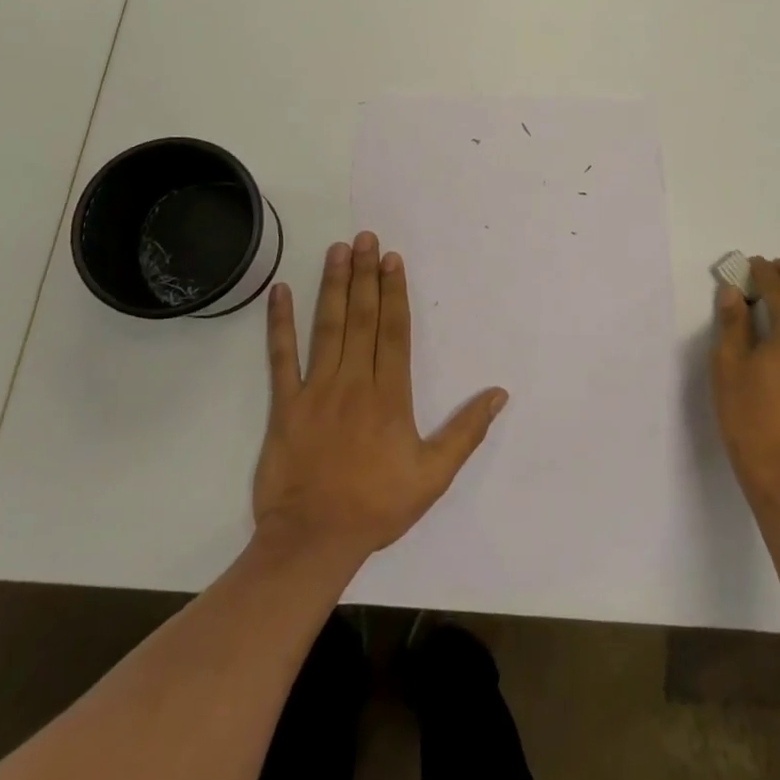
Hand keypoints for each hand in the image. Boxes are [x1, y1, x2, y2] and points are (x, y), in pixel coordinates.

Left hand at [252, 231, 507, 567]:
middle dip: (365, 275)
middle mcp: (353, 382)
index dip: (394, 291)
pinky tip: (280, 292)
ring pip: (327, 328)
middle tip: (365, 237)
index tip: (392, 259)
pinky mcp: (284, 406)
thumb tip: (499, 393)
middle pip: (362, 318)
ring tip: (337, 250)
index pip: (393, 331)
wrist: (313, 541)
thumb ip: (466, 431)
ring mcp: (315, 390)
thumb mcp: (434, 475)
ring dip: (333, 286)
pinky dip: (279, 324)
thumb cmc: (377, 506)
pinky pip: (280, 358)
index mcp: (389, 395)